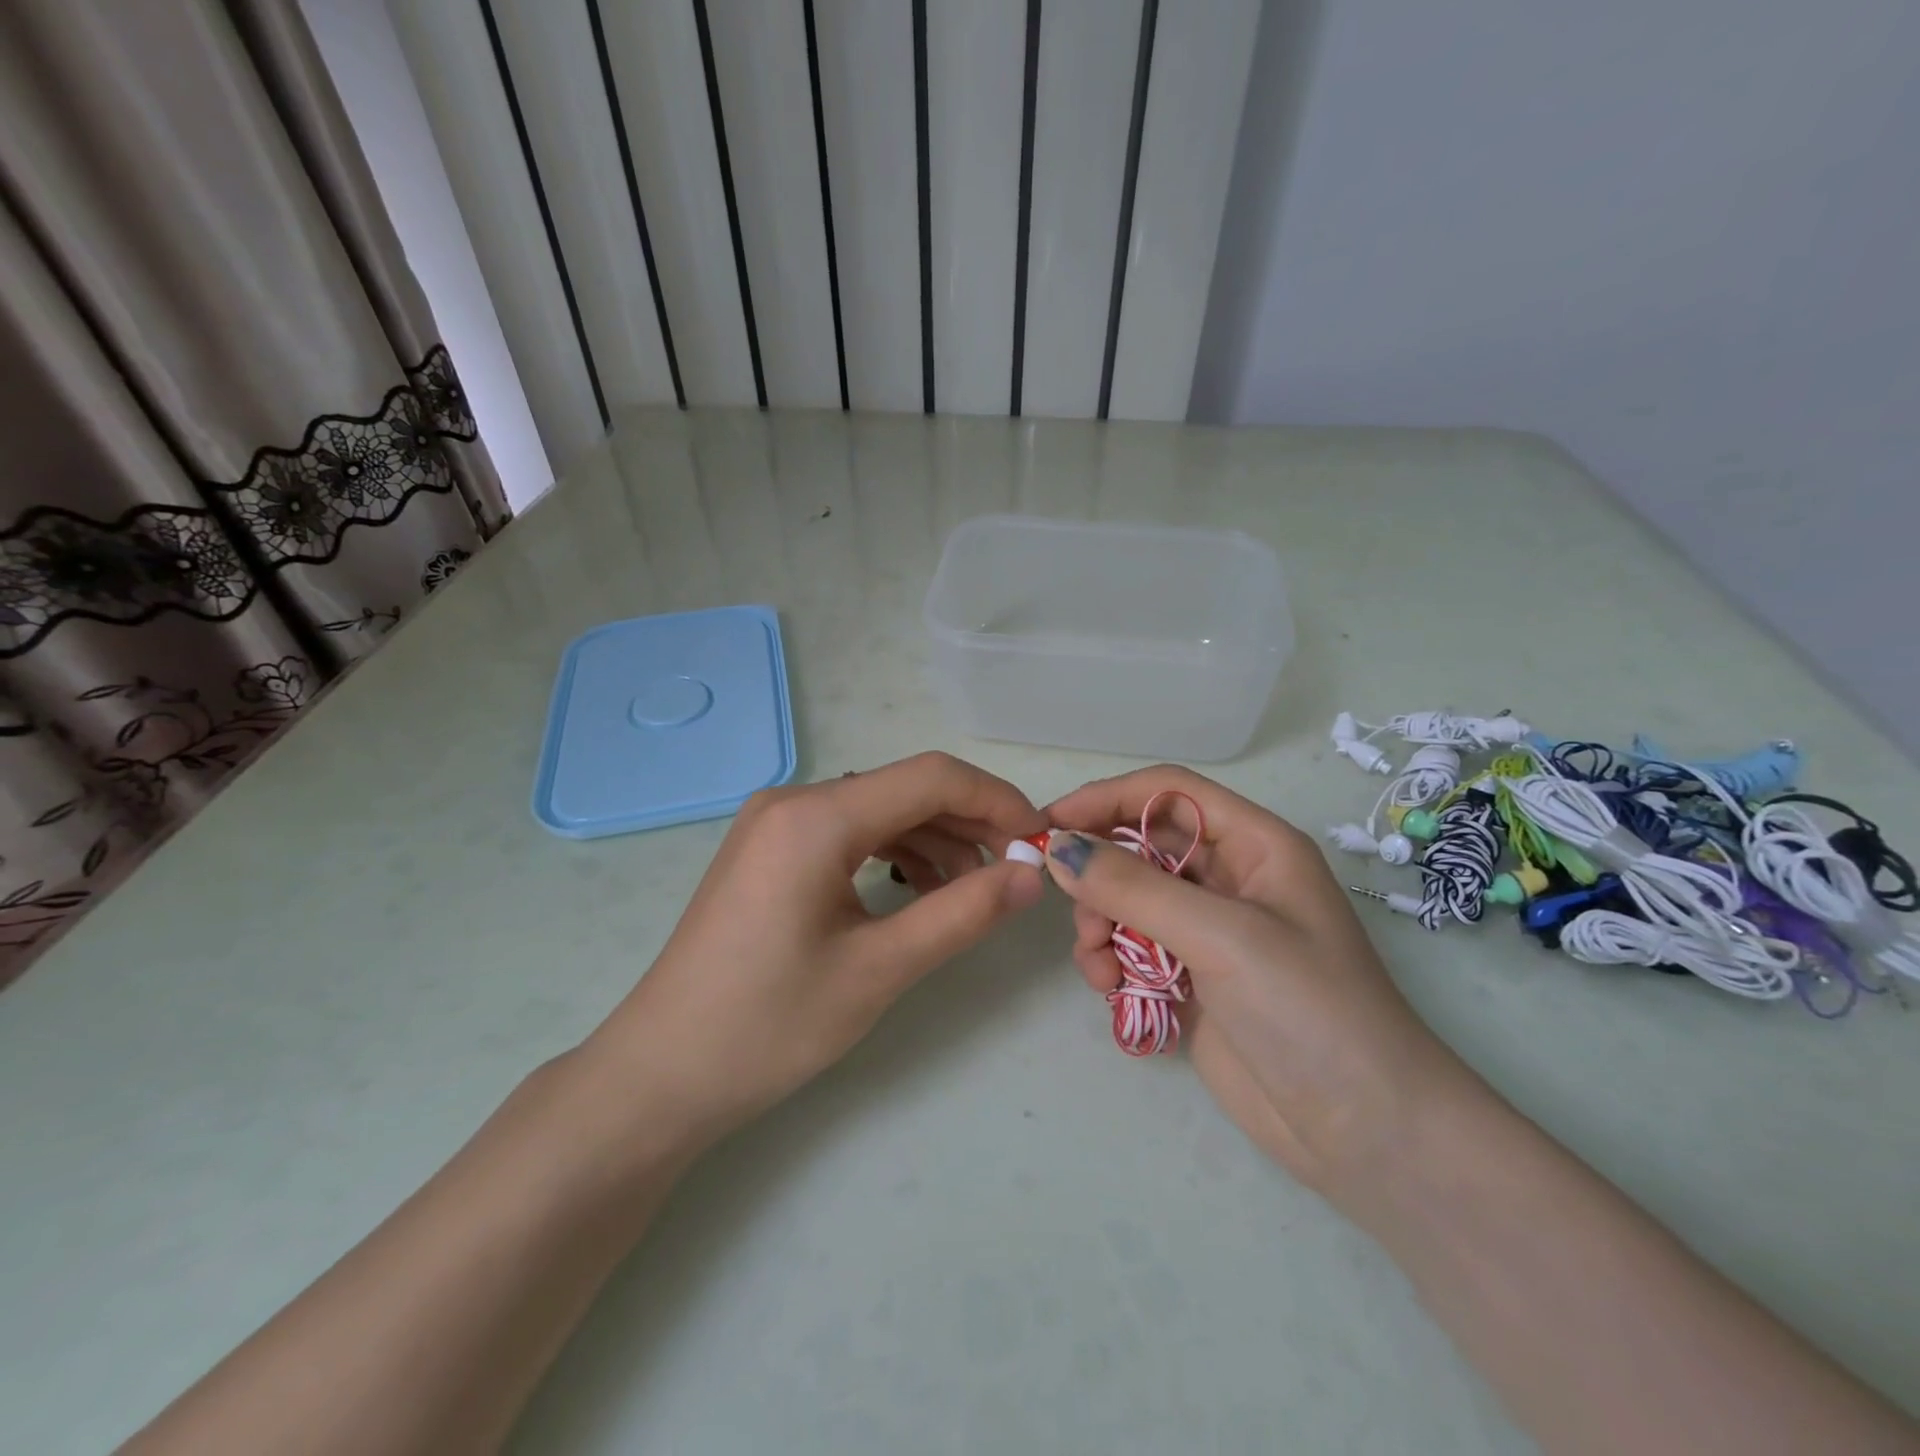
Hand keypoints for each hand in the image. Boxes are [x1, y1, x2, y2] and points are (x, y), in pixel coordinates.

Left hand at [585, 752, 1048, 1145]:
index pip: (930, 777)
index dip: (996, 800)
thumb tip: (1032, 876)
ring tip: (972, 892)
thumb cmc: (769, 1026)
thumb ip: (962, 913)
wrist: (661, 1074)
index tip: (1040, 840)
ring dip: (934, 840)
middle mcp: (794, 800)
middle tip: (1016, 870)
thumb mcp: (879, 970)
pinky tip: (919, 892)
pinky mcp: (770, 849)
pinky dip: (894, 853)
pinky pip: (849, 832)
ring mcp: (776, 823)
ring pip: (879, 810)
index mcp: (816, 816)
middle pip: (905, 789)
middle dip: (969, 823)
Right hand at [1044, 766, 1472, 1194]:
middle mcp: (1229, 879)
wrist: (1368, 1133)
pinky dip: (1110, 960)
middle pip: (1141, 846)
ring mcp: (1209, 932)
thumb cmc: (1310, 1010)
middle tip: (1074, 908)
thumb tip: (1058, 848)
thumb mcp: (1222, 936)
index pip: (1168, 792)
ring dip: (1100, 922)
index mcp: (1255, 845)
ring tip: (1098, 962)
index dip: (1107, 798)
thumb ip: (1134, 888)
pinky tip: (1109, 989)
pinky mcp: (1192, 979)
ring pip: (1129, 899)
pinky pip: (1132, 947)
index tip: (1050, 821)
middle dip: (1100, 871)